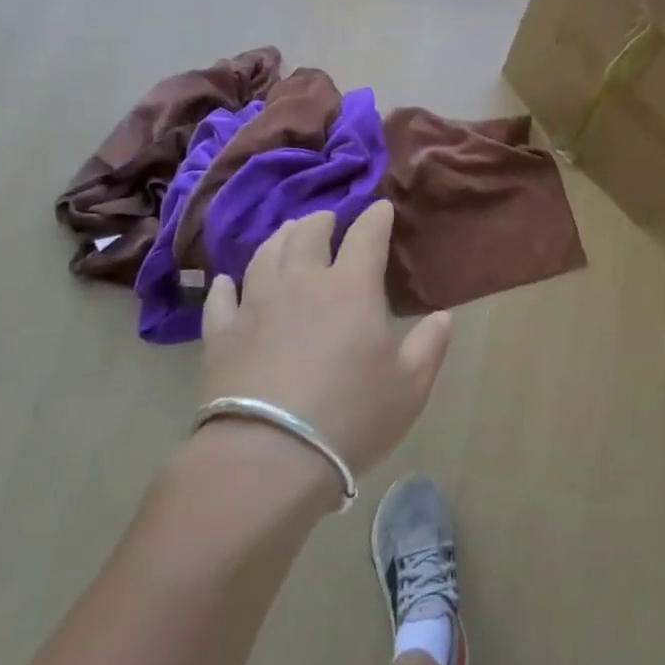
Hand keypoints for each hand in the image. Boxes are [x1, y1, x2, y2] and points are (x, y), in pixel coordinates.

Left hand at [200, 201, 451, 485]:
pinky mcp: (221, 335)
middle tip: (327, 219)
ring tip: (286, 233)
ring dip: (278, 239)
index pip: (366, 237)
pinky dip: (227, 285)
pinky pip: (221, 298)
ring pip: (264, 255)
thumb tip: (443, 316)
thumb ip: (429, 346)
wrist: (269, 456)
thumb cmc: (352, 418)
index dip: (375, 218)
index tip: (381, 208)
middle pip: (307, 235)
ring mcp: (255, 306)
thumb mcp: (409, 387)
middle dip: (321, 221)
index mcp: (351, 289)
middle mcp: (301, 284)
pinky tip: (227, 282)